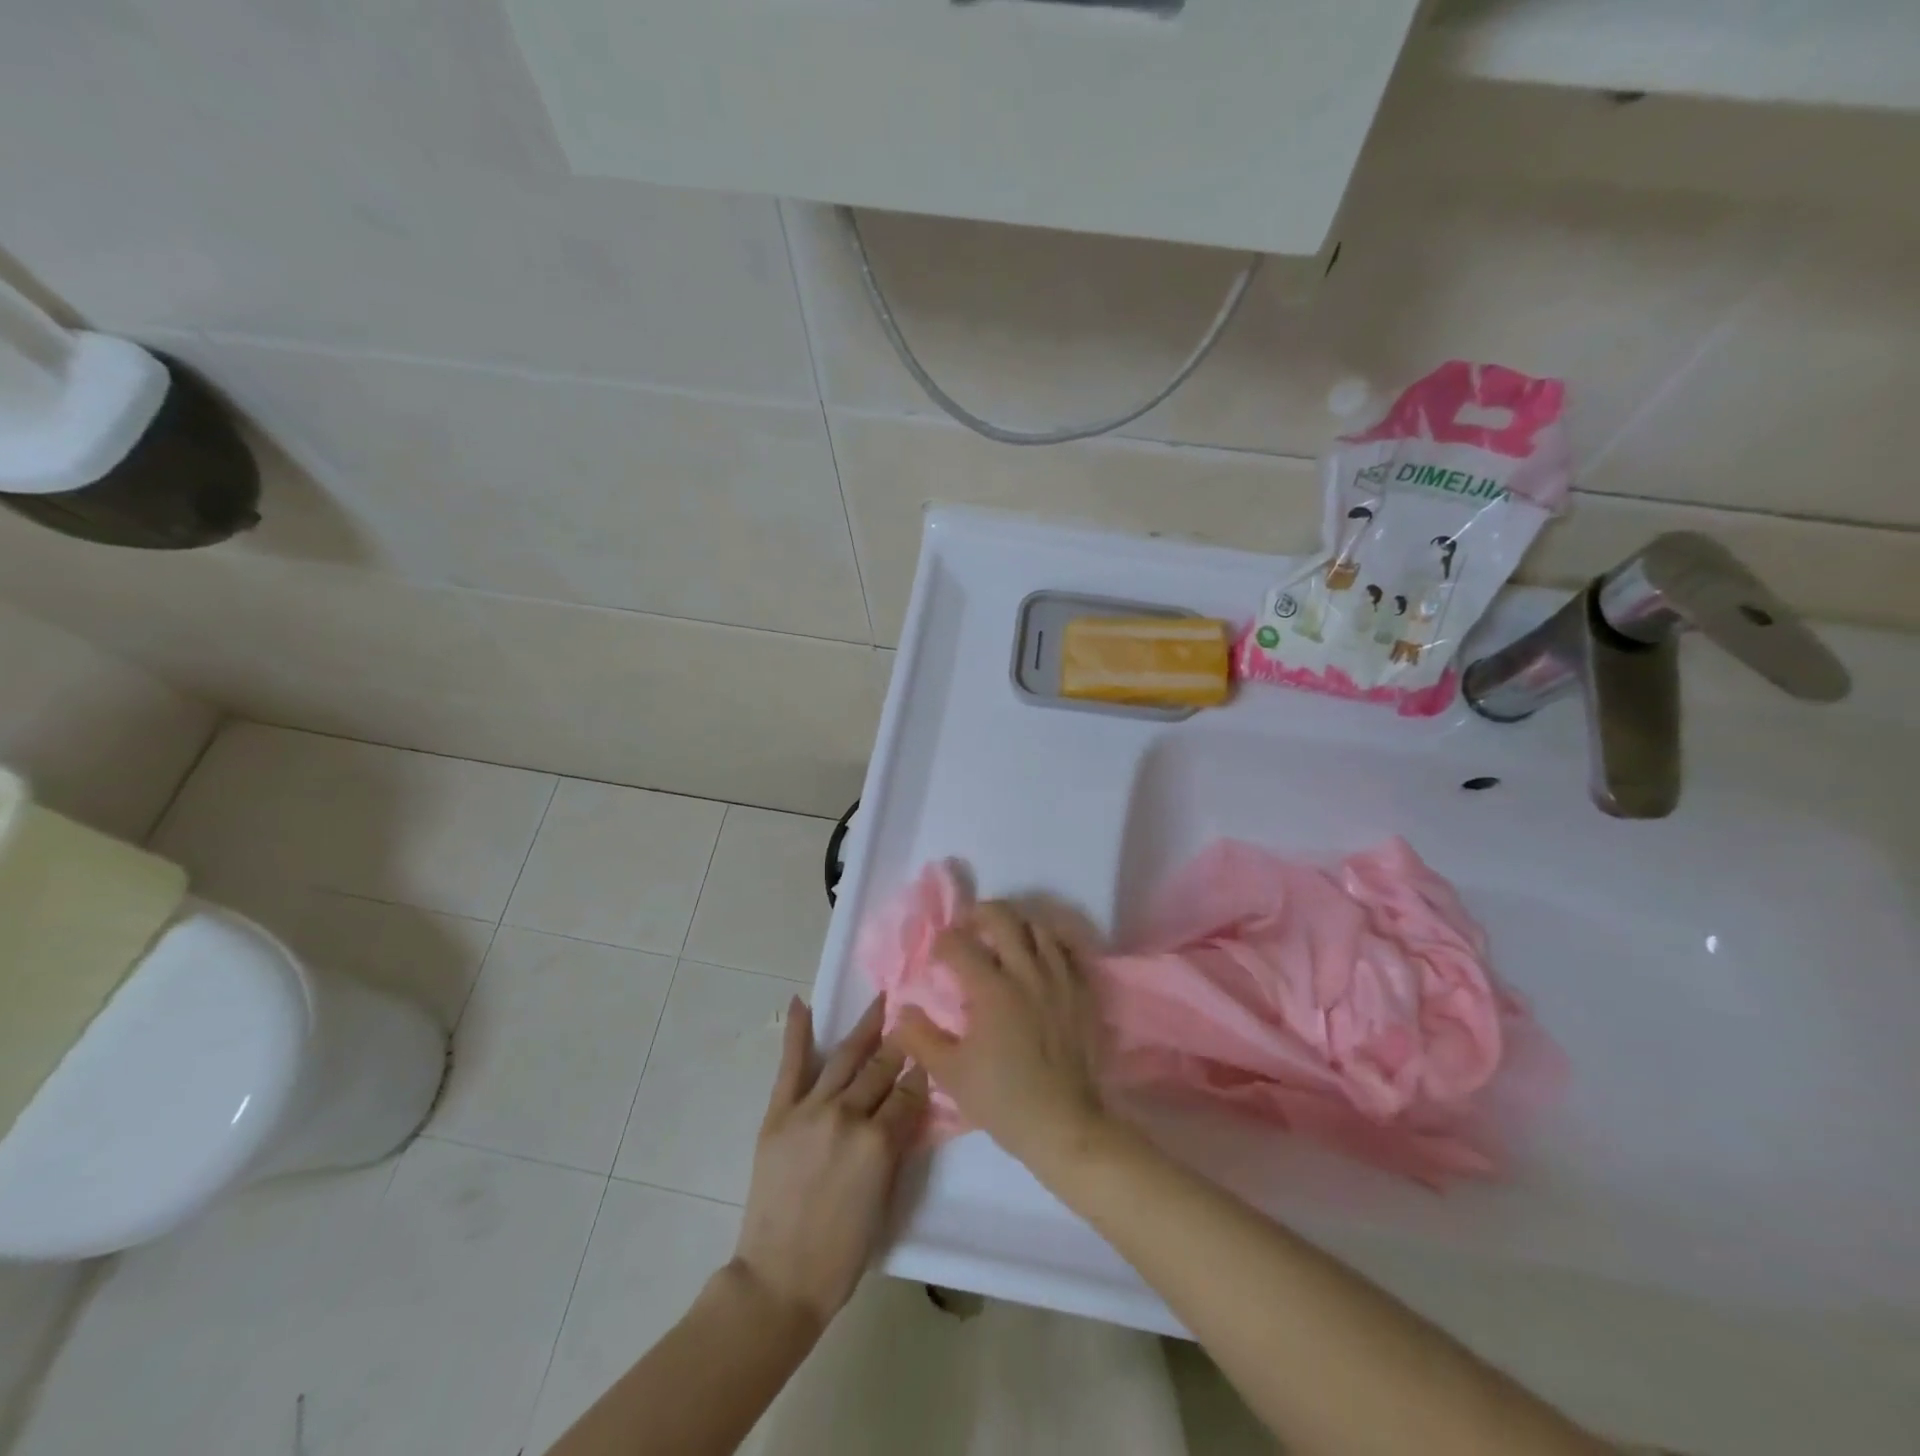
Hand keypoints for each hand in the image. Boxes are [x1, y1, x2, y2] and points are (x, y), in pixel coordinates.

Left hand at [731, 997, 927, 1333]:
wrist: (779, 1279)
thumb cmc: (842, 1253)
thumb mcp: (886, 1199)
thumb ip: (897, 1147)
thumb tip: (909, 1108)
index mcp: (879, 1143)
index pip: (909, 1093)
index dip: (922, 1072)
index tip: (932, 1052)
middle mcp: (847, 1115)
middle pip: (881, 1068)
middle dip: (901, 1042)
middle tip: (913, 1015)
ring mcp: (810, 1110)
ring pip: (845, 1058)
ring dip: (865, 1027)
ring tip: (881, 1001)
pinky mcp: (779, 1114)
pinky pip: (791, 1066)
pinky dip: (797, 1033)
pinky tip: (802, 1003)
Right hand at [890, 901, 1106, 1175]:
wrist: (1065, 1125)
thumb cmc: (1003, 1099)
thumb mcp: (950, 1074)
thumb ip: (920, 1038)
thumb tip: (901, 1009)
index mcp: (992, 989)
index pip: (960, 945)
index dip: (942, 943)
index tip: (937, 955)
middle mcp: (1027, 972)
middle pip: (1003, 917)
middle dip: (979, 914)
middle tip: (969, 927)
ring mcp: (1060, 978)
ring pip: (1038, 927)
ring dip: (1016, 926)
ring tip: (1005, 940)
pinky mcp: (1083, 991)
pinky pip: (1066, 950)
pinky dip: (1049, 944)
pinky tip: (1039, 959)